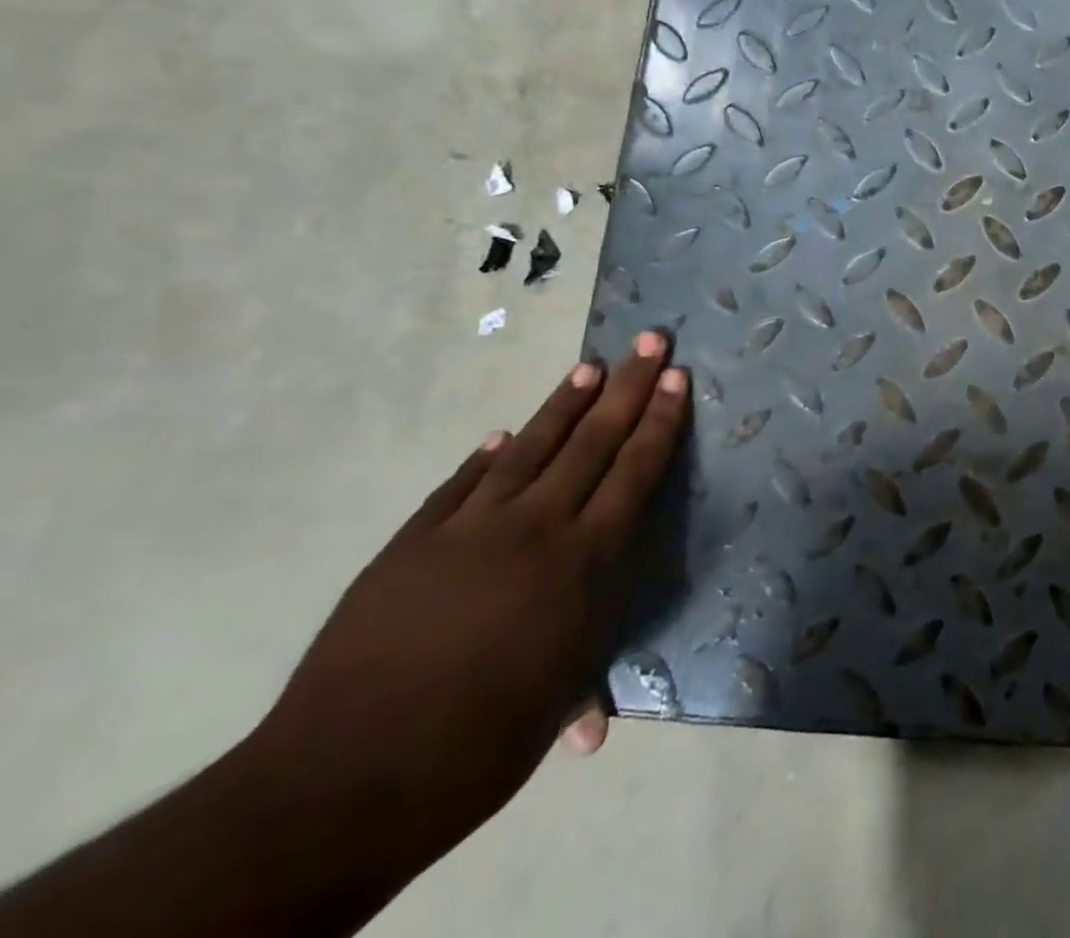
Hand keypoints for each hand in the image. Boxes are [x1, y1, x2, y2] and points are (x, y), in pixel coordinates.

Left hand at [243, 333, 688, 877]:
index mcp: (582, 564)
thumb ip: (579, 689)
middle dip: (628, 389)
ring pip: (531, 450)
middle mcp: (535, 529)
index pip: (633, 474)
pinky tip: (502, 435)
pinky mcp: (412, 544)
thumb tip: (595, 726)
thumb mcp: (551, 711)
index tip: (675, 379)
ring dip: (564, 405)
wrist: (343, 778)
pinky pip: (461, 486)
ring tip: (590, 367)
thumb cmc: (476, 748)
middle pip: (592, 443)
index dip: (658, 424)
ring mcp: (469, 530)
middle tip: (649, 342)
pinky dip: (486, 458)